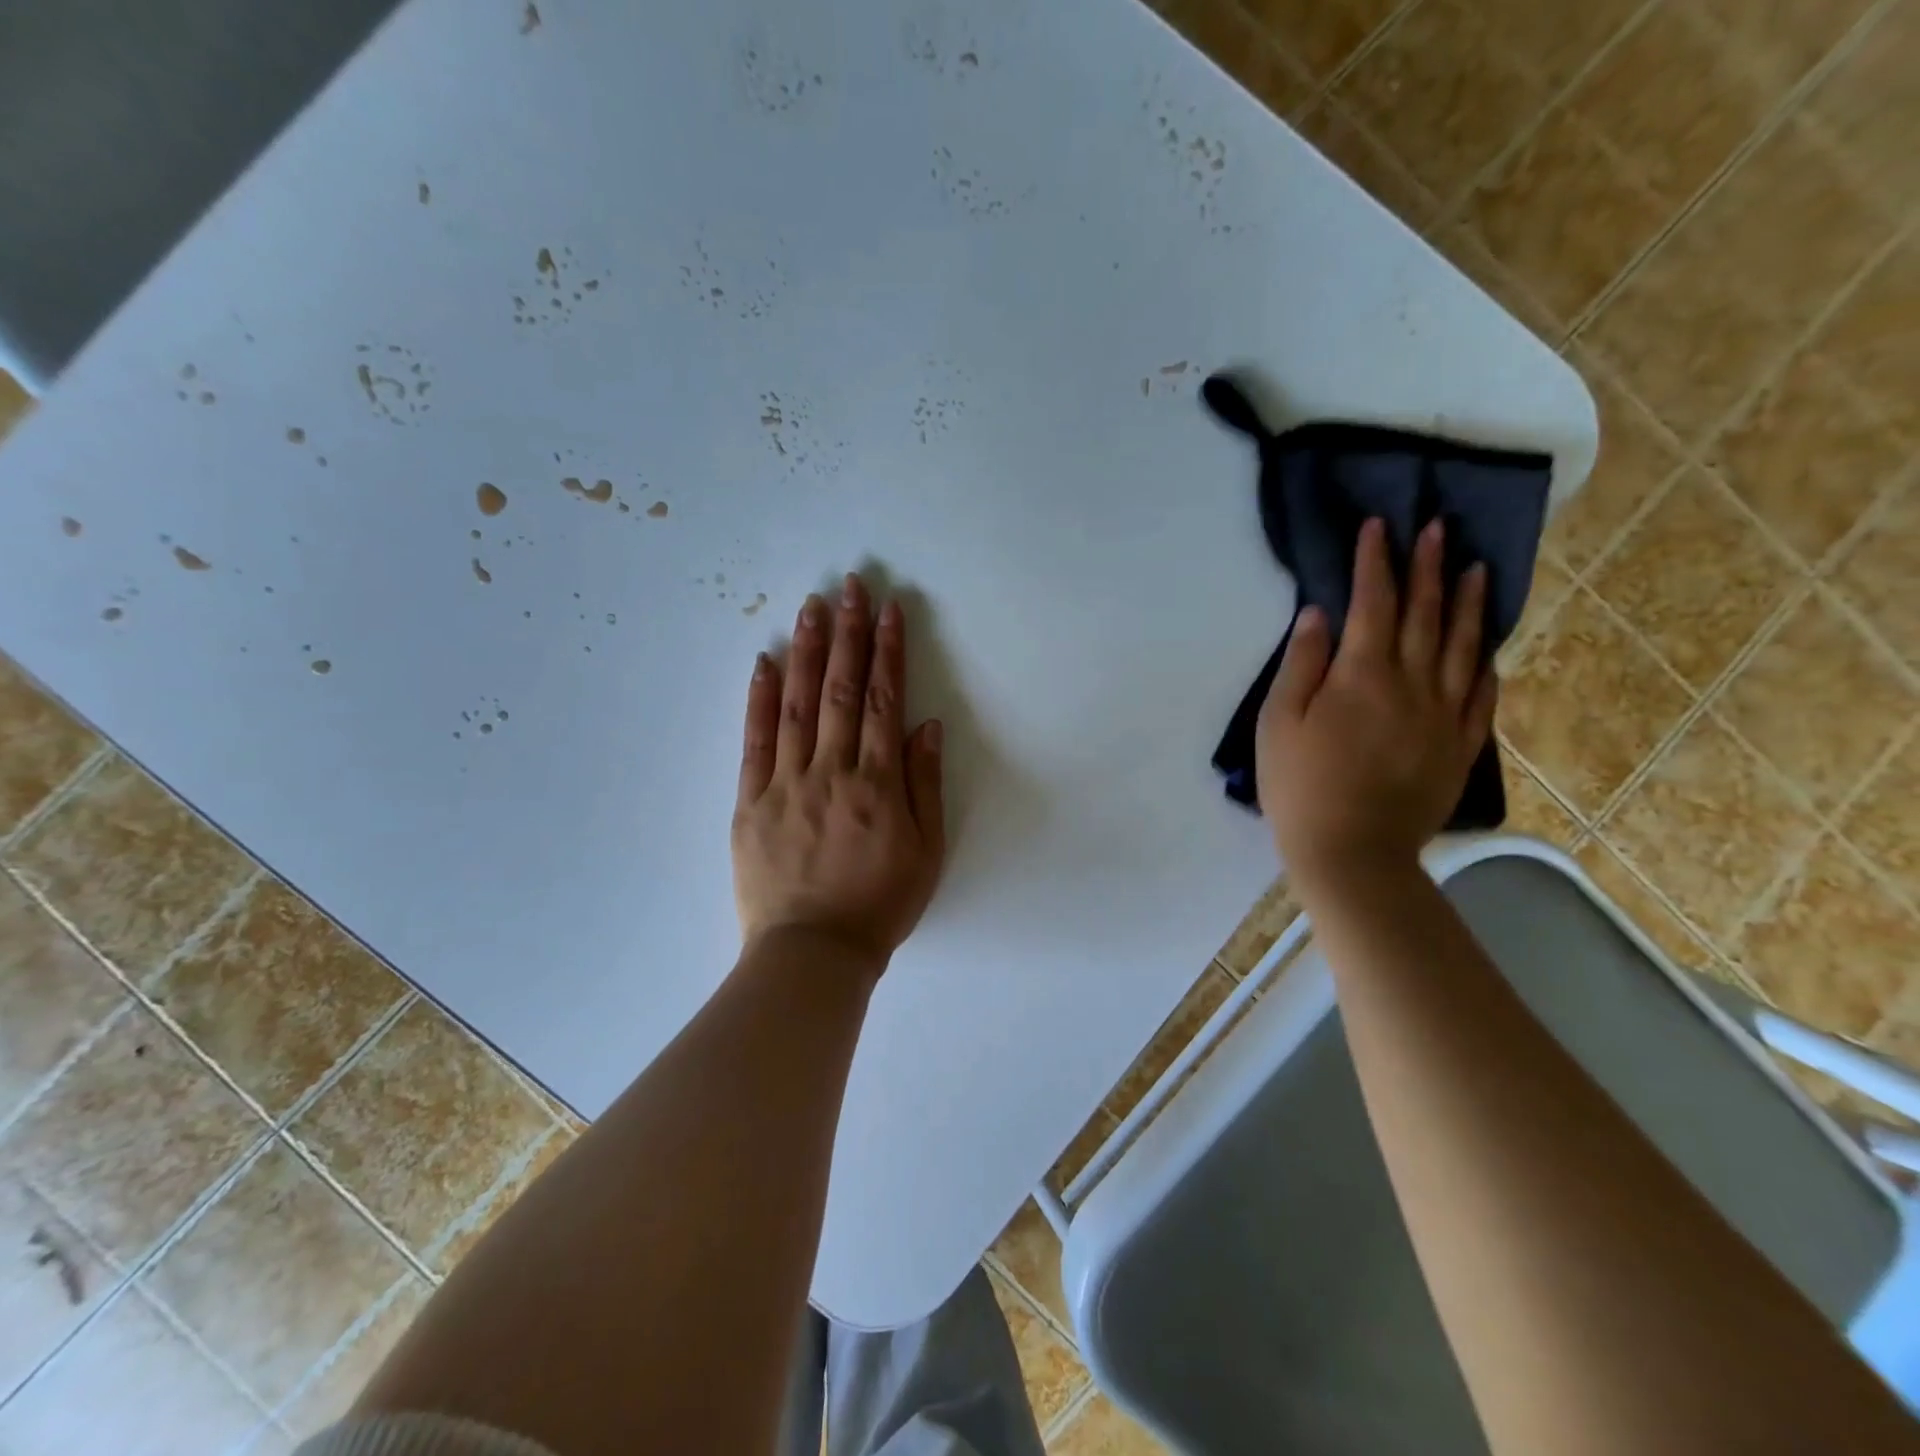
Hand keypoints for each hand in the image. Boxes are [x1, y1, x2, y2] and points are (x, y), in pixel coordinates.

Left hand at [732, 574, 945, 978]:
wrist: (813, 952)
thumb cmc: (880, 904)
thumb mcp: (927, 852)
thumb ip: (925, 785)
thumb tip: (925, 726)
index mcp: (877, 783)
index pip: (883, 702)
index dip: (887, 652)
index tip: (889, 611)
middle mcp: (832, 771)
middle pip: (840, 691)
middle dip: (848, 634)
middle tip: (850, 586)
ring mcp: (787, 783)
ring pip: (796, 705)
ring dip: (805, 652)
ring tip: (811, 607)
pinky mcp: (751, 801)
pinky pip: (755, 742)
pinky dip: (758, 699)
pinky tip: (763, 662)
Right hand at [1257, 517, 1496, 890]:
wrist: (1352, 852)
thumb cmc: (1299, 786)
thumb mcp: (1279, 722)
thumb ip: (1301, 664)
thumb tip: (1319, 614)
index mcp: (1362, 674)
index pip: (1373, 602)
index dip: (1375, 561)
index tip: (1379, 525)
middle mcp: (1411, 683)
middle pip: (1423, 614)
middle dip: (1427, 566)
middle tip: (1436, 527)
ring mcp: (1444, 714)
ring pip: (1461, 645)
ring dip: (1467, 602)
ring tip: (1475, 567)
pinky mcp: (1460, 745)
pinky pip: (1482, 694)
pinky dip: (1483, 662)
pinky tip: (1486, 646)